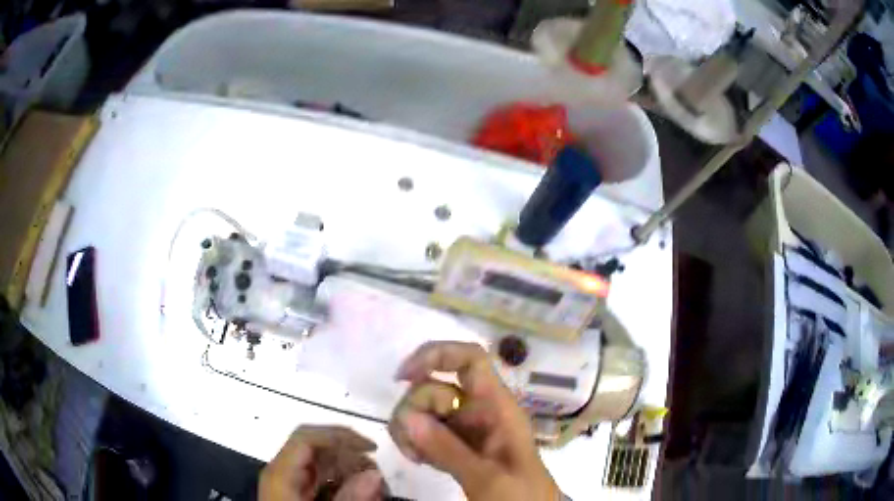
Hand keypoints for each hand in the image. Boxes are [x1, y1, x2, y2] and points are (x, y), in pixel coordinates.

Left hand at [259, 425, 383, 500]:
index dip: (339, 436)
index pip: (307, 437)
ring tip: (373, 484)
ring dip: (349, 468)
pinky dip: (341, 480)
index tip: (371, 448)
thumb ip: (350, 498)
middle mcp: (281, 471)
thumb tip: (375, 475)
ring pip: (320, 462)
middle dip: (349, 455)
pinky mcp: (296, 492)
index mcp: (280, 473)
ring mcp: (287, 482)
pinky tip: (358, 491)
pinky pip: (320, 477)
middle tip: (377, 472)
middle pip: (315, 447)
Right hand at [393, 342, 559, 500]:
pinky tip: (419, 461)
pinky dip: (414, 441)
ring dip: (410, 428)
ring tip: (416, 457)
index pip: (470, 359)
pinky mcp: (455, 444)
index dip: (437, 355)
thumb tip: (408, 417)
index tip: (404, 376)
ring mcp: (464, 427)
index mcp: (497, 406)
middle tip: (416, 442)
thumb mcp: (487, 477)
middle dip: (416, 409)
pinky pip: (424, 431)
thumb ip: (448, 449)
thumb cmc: (521, 495)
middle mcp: (478, 410)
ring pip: (424, 409)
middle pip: (435, 386)